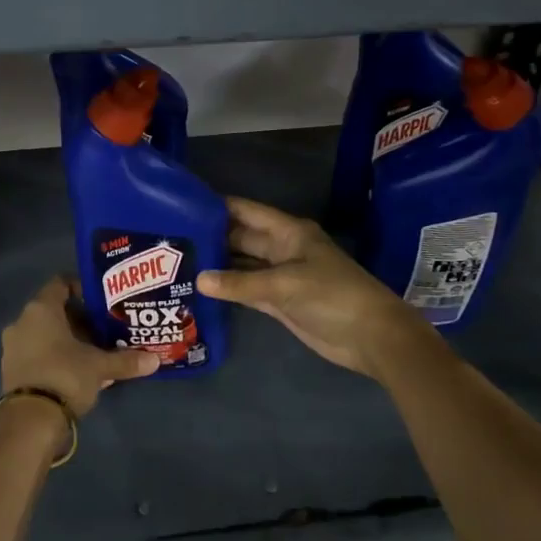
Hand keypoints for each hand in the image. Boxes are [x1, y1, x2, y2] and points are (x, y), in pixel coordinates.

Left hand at [1, 275, 157, 417]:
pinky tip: (79, 371)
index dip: (82, 288)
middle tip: (105, 328)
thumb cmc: (65, 376)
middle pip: (54, 311)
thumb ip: (126, 360)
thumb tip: (155, 360)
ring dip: (68, 340)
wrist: (30, 421)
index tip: (102, 300)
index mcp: (40, 309)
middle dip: (80, 319)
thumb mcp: (100, 367)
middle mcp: (22, 322)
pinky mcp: (11, 370)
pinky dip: (56, 357)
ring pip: (45, 334)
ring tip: (95, 351)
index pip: (60, 283)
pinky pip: (38, 354)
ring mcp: (13, 347)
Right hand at [196, 197, 429, 379]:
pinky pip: (247, 290)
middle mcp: (282, 249)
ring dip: (217, 264)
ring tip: (177, 262)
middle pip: (241, 238)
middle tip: (171, 240)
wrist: (370, 336)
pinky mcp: (280, 302)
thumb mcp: (285, 284)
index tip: (182, 205)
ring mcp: (280, 276)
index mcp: (288, 232)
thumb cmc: (332, 296)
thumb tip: (199, 279)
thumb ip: (241, 282)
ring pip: (242, 265)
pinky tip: (201, 288)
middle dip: (211, 237)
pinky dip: (228, 289)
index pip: (246, 212)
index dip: (218, 207)